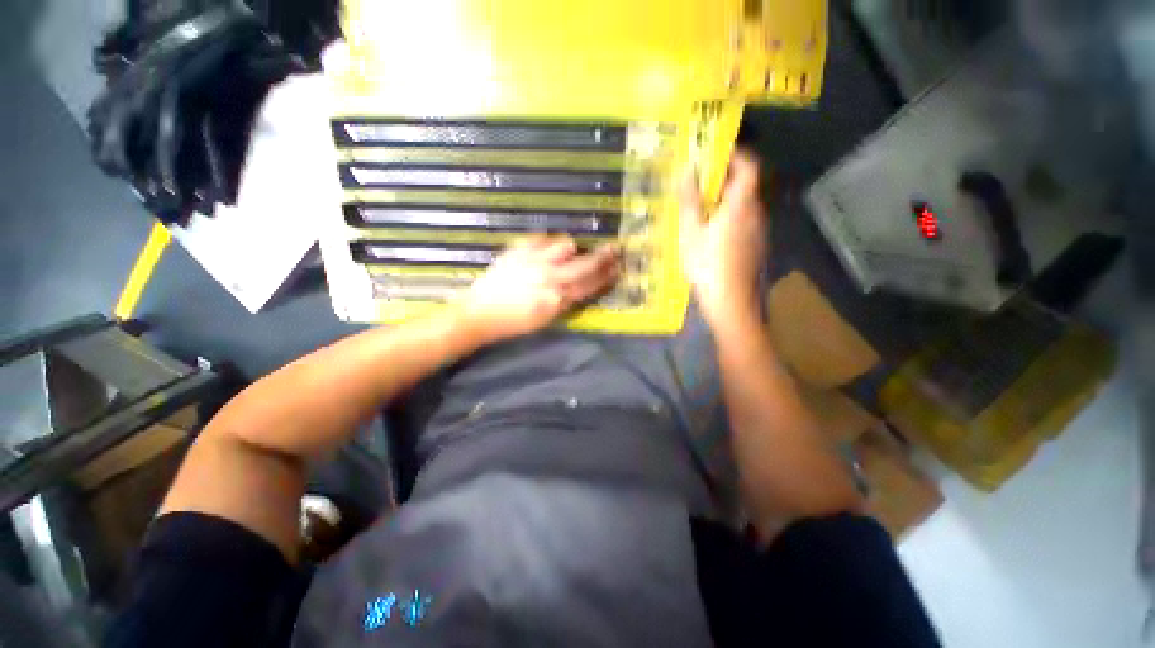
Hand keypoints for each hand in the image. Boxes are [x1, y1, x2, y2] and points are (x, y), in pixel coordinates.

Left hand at [458, 236, 620, 342]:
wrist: (480, 312)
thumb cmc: (514, 323)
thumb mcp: (546, 320)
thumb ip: (566, 302)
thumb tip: (583, 287)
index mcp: (556, 300)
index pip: (590, 285)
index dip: (606, 276)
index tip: (618, 267)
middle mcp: (549, 277)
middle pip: (584, 263)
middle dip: (603, 256)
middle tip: (614, 248)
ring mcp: (533, 261)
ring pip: (565, 245)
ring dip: (571, 249)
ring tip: (569, 253)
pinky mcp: (518, 250)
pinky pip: (541, 239)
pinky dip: (548, 244)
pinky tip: (545, 251)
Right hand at [680, 150, 768, 327]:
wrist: (731, 303)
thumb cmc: (707, 266)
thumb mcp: (690, 233)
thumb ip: (689, 201)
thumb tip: (686, 170)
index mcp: (741, 205)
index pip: (749, 166)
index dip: (735, 154)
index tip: (713, 153)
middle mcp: (756, 213)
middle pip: (747, 185)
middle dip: (724, 178)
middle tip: (698, 182)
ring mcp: (759, 231)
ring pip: (745, 205)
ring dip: (726, 199)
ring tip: (701, 207)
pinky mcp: (757, 247)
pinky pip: (745, 222)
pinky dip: (730, 217)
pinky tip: (712, 232)